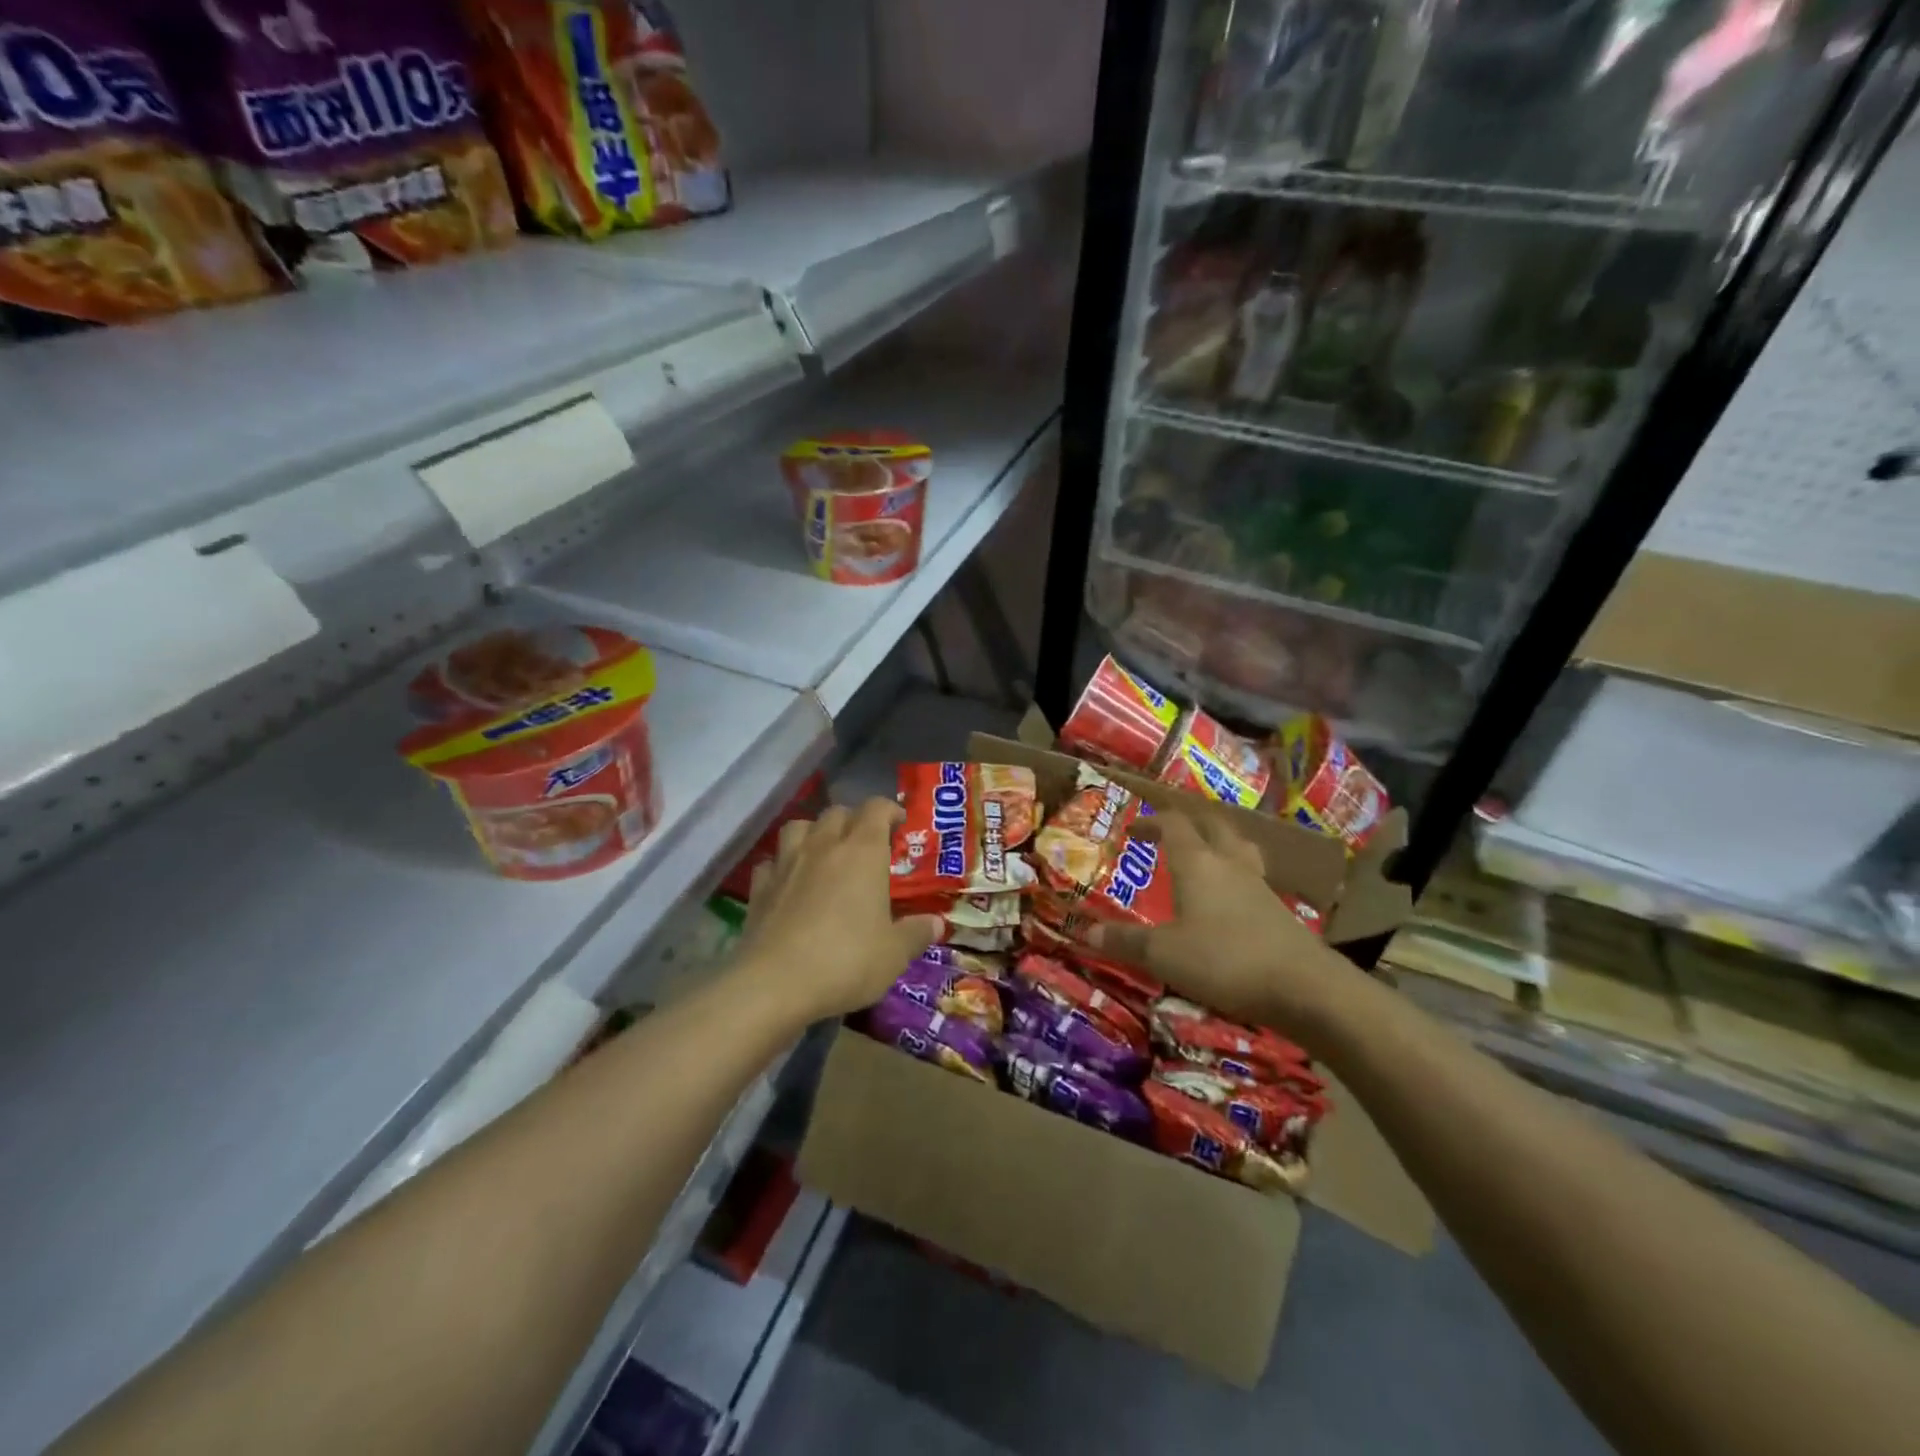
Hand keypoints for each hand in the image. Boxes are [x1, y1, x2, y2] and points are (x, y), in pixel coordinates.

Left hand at [732, 798, 941, 1023]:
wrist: (774, 984)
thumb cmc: (846, 961)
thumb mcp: (894, 954)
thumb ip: (916, 933)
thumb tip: (936, 923)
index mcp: (863, 852)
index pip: (876, 808)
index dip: (889, 810)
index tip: (899, 824)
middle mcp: (824, 846)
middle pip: (838, 812)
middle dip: (854, 820)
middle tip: (866, 844)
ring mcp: (787, 863)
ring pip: (799, 826)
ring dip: (814, 832)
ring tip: (824, 853)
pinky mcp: (759, 887)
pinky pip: (772, 861)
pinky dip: (782, 864)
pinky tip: (789, 881)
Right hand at [1087, 811, 1358, 1044]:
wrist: (1306, 988)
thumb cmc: (1225, 960)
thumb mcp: (1163, 955)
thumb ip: (1125, 942)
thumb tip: (1083, 932)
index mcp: (1198, 863)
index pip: (1173, 824)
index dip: (1151, 821)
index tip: (1132, 828)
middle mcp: (1229, 864)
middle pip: (1211, 824)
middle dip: (1187, 820)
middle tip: (1168, 828)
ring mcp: (1258, 885)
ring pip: (1238, 846)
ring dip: (1217, 840)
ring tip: (1203, 850)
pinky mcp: (1278, 910)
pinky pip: (1251, 875)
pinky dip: (1235, 873)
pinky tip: (1230, 896)